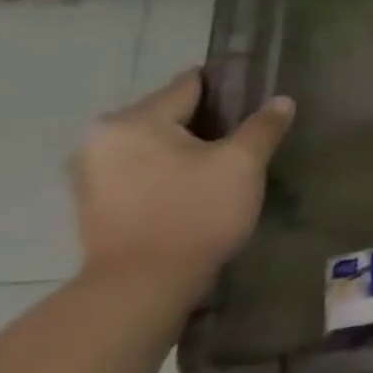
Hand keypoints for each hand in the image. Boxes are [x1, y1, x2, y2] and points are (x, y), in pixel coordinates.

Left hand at [69, 69, 294, 298]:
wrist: (142, 287)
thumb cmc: (195, 212)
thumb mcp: (243, 164)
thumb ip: (263, 126)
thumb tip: (281, 101)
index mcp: (134, 120)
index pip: (189, 86)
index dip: (228, 88)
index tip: (256, 96)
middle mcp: (101, 139)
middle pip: (168, 115)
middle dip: (206, 123)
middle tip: (246, 137)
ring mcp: (90, 174)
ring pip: (153, 145)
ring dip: (185, 150)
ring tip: (223, 164)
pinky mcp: (94, 205)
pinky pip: (140, 171)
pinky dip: (167, 172)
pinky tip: (194, 188)